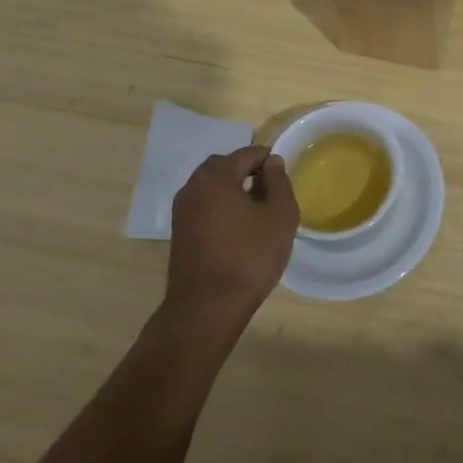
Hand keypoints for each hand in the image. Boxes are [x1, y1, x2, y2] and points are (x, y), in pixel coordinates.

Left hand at [165, 146, 298, 329]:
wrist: (207, 308)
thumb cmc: (250, 256)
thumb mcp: (280, 215)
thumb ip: (279, 182)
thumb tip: (272, 162)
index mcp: (216, 176)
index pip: (247, 154)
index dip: (269, 161)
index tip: (284, 180)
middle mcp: (193, 187)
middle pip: (224, 167)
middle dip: (247, 173)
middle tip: (270, 194)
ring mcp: (181, 211)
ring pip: (211, 188)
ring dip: (232, 192)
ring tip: (256, 214)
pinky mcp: (178, 234)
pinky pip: (203, 208)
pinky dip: (220, 209)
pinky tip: (237, 231)